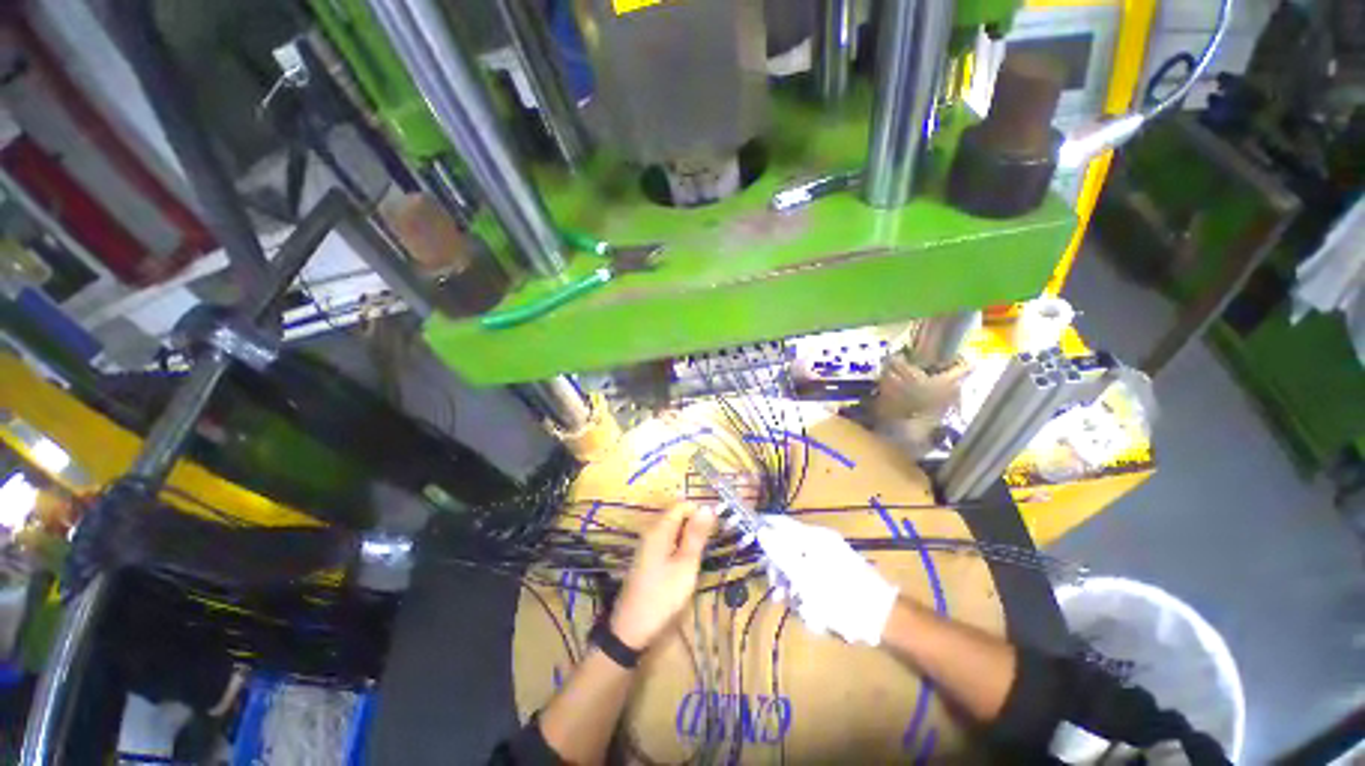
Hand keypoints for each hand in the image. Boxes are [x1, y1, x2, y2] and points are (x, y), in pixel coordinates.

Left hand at [610, 503, 716, 649]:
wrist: (630, 630)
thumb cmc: (662, 596)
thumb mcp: (685, 565)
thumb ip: (696, 535)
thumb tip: (708, 507)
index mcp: (659, 530)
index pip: (682, 505)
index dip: (700, 512)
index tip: (714, 529)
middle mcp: (651, 532)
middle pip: (677, 516)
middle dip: (695, 525)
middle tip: (708, 547)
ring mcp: (647, 546)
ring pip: (673, 530)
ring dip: (688, 538)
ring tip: (699, 558)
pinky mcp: (647, 559)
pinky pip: (667, 543)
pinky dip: (679, 548)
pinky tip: (685, 566)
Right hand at [758, 515, 898, 645]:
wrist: (882, 618)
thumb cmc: (839, 596)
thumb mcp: (804, 576)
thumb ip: (780, 552)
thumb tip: (760, 530)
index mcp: (811, 537)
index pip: (779, 522)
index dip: (761, 527)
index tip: (745, 540)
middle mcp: (818, 542)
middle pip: (786, 547)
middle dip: (778, 570)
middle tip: (778, 592)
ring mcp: (828, 557)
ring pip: (797, 566)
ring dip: (793, 587)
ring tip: (799, 609)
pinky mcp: (835, 573)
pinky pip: (811, 578)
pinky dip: (807, 594)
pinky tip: (813, 614)